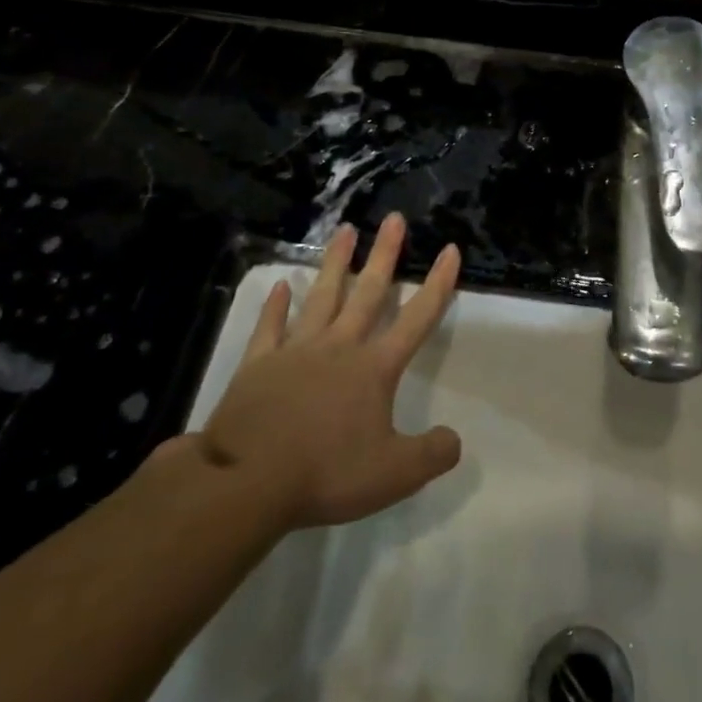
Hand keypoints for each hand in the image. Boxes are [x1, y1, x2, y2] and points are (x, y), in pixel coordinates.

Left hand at [197, 214, 462, 532]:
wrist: (246, 482)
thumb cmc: (325, 473)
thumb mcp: (394, 474)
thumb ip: (432, 454)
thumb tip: (455, 439)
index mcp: (375, 367)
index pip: (417, 317)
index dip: (438, 283)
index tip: (449, 249)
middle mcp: (340, 346)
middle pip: (368, 292)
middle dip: (385, 254)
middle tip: (394, 219)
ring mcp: (296, 351)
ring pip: (322, 296)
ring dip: (336, 262)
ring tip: (346, 229)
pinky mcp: (259, 364)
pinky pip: (270, 326)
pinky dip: (276, 305)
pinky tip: (280, 285)